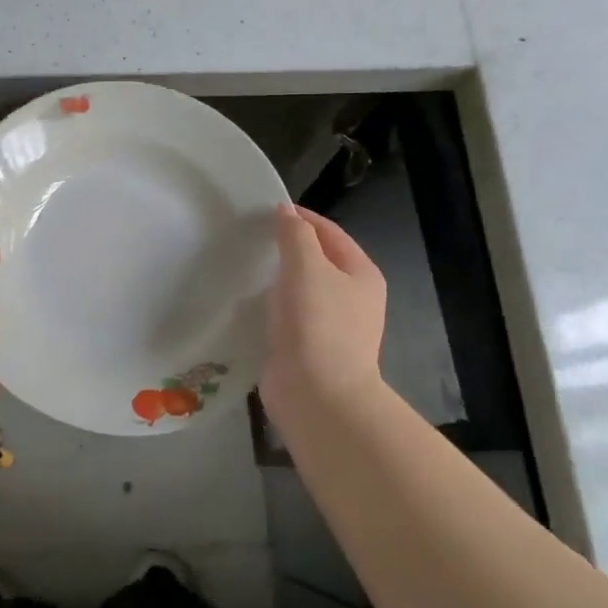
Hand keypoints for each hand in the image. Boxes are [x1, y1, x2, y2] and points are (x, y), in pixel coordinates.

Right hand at [261, 204, 386, 415]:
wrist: (317, 396)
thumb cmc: (317, 324)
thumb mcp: (307, 267)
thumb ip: (295, 235)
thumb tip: (286, 212)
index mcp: (362, 274)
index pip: (330, 232)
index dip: (301, 218)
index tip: (266, 210)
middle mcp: (352, 298)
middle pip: (317, 260)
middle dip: (287, 247)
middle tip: (251, 237)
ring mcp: (331, 326)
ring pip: (301, 289)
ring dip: (277, 278)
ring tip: (246, 265)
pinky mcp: (308, 348)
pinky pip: (288, 316)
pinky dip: (271, 305)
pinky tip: (249, 302)